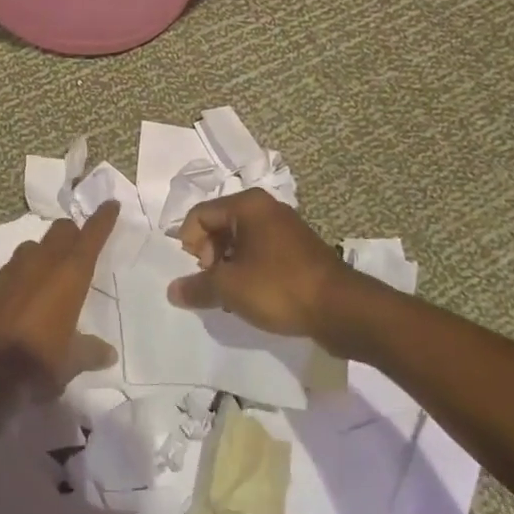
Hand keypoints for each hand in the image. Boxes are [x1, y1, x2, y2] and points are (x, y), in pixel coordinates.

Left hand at [0, 202, 119, 389]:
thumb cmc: (38, 364)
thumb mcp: (71, 362)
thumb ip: (90, 351)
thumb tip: (108, 353)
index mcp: (69, 275)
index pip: (91, 236)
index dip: (102, 219)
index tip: (110, 204)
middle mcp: (40, 264)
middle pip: (59, 231)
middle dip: (71, 233)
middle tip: (78, 244)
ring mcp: (9, 272)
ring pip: (31, 247)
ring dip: (42, 253)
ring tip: (47, 273)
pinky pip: (7, 272)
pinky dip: (17, 278)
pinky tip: (17, 297)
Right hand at [170, 189, 348, 340]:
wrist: (342, 309)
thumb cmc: (279, 287)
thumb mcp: (230, 288)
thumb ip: (197, 287)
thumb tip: (172, 290)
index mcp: (247, 205)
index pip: (199, 215)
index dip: (189, 245)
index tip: (198, 274)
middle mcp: (266, 208)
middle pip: (219, 226)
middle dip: (209, 257)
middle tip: (214, 285)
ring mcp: (285, 229)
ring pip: (240, 242)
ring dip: (228, 267)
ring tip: (231, 296)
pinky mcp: (298, 250)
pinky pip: (260, 254)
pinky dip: (249, 272)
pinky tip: (253, 297)